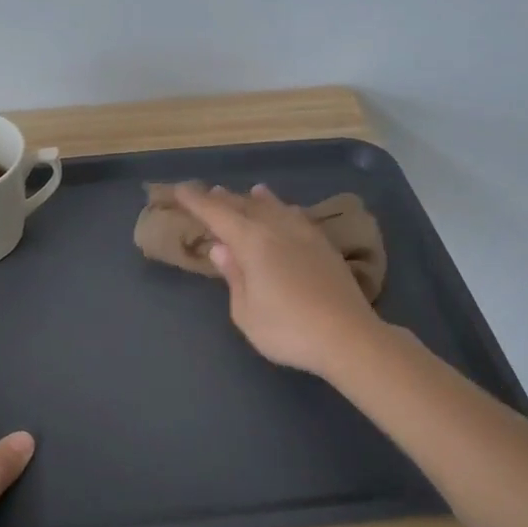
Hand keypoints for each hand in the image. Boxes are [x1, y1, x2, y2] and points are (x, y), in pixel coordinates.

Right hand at [174, 182, 384, 377]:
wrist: (348, 337)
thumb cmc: (287, 330)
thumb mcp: (246, 311)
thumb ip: (233, 276)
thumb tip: (221, 247)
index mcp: (252, 242)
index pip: (217, 214)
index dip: (196, 201)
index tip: (179, 189)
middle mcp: (277, 229)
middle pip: (246, 206)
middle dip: (224, 199)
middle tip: (208, 191)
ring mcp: (305, 235)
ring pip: (275, 208)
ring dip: (257, 200)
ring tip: (249, 191)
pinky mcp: (325, 247)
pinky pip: (297, 217)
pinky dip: (284, 209)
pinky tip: (288, 211)